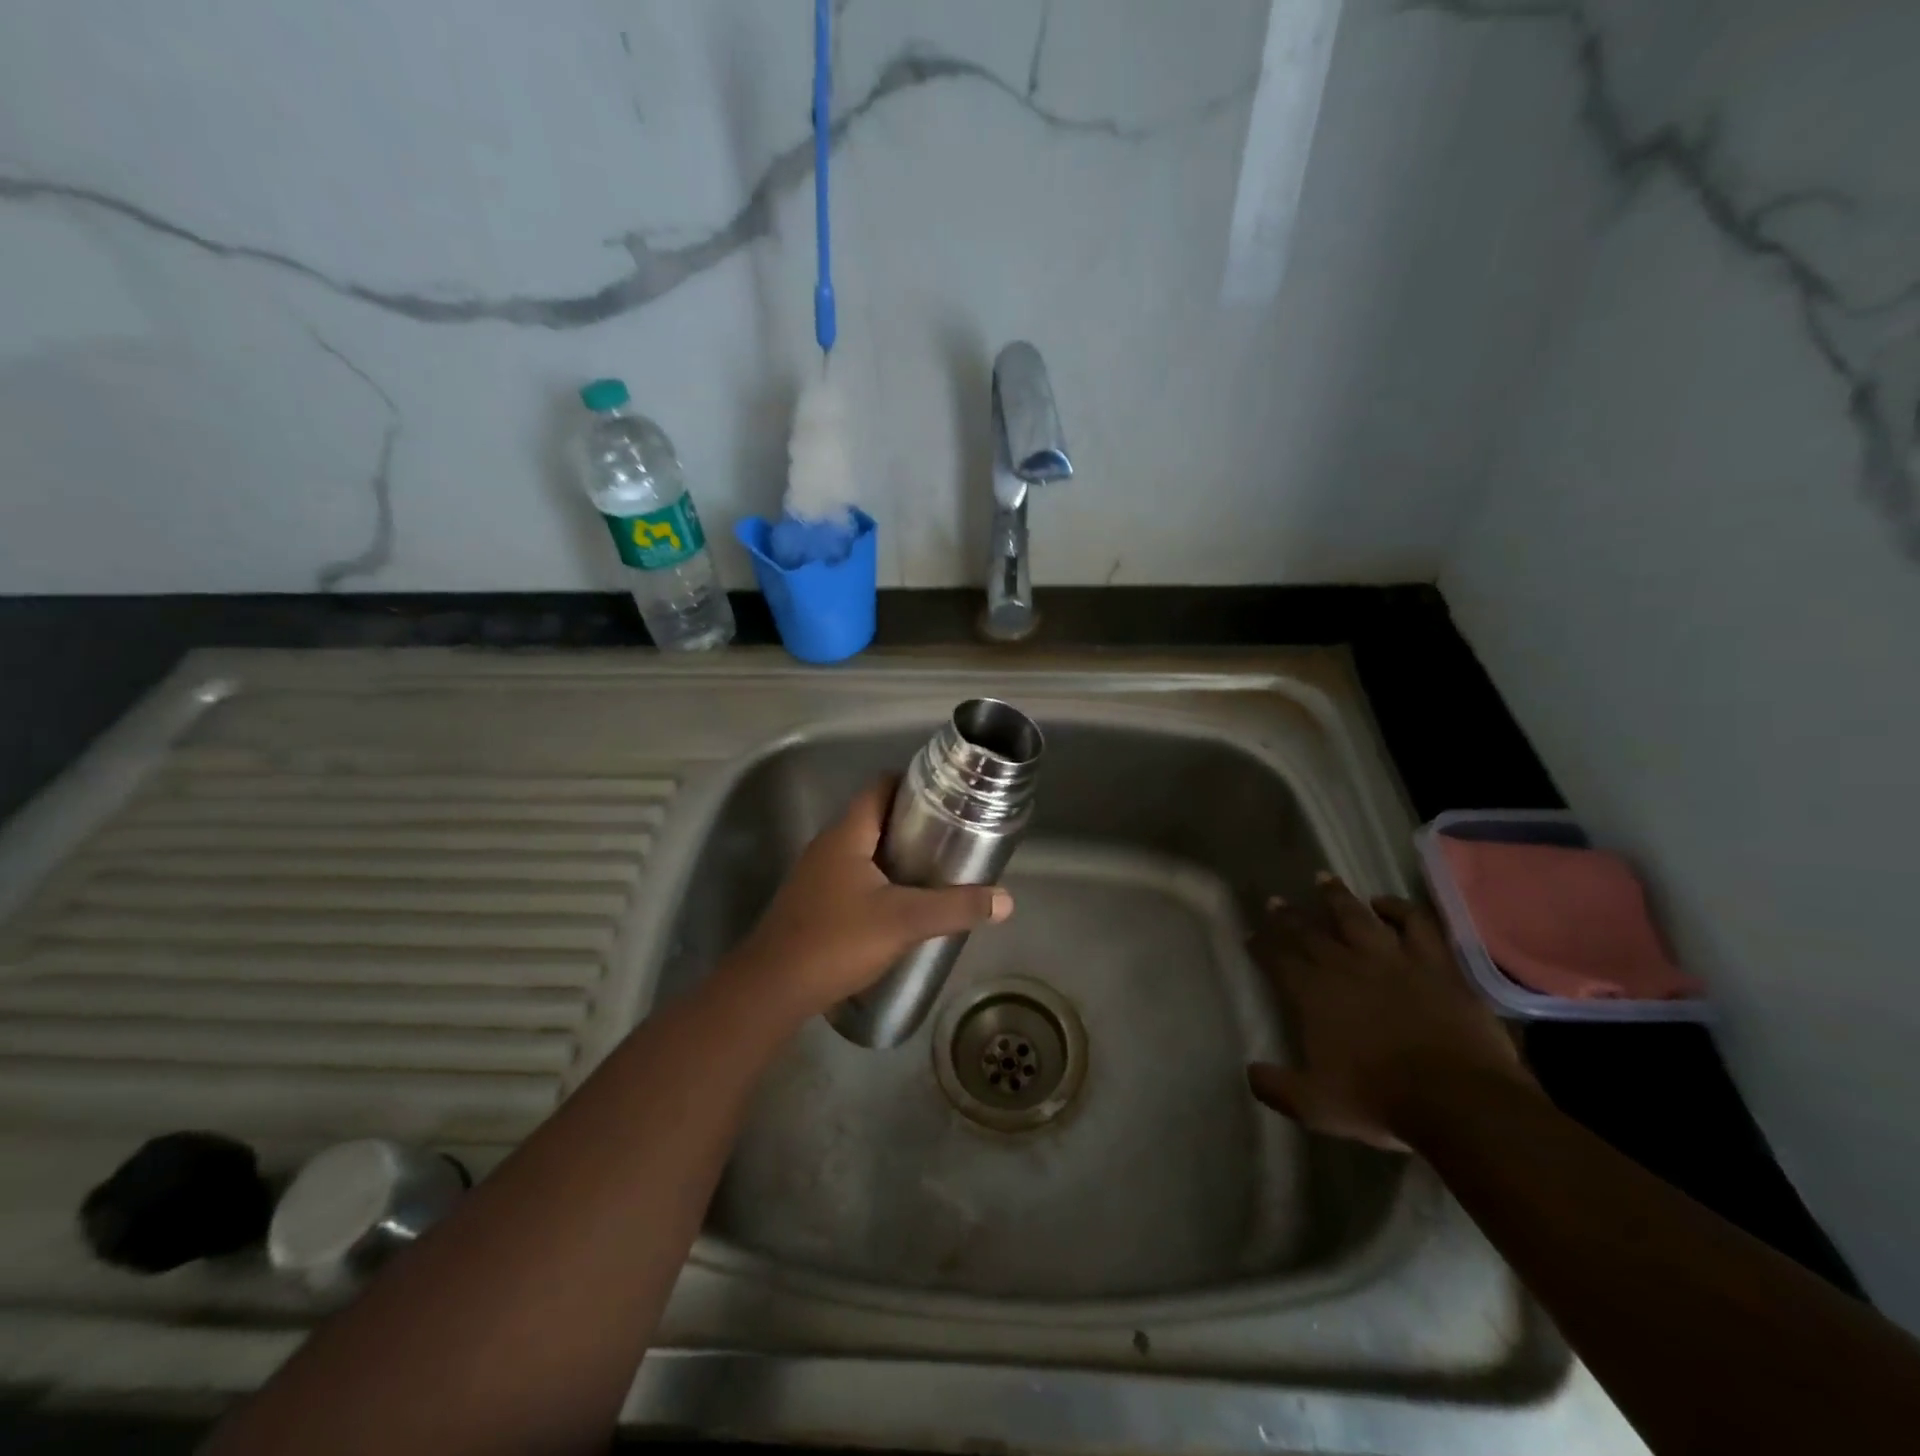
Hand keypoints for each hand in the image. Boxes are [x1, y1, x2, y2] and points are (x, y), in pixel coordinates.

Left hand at [729, 778, 1013, 1020]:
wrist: (771, 989)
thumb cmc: (836, 941)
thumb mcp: (904, 921)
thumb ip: (955, 908)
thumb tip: (1005, 901)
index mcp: (846, 835)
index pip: (879, 788)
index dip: (912, 785)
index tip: (947, 798)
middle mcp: (827, 846)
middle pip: (874, 818)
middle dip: (912, 824)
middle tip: (950, 838)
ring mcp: (816, 876)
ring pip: (863, 850)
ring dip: (895, 855)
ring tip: (934, 870)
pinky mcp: (812, 903)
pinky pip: (851, 876)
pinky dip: (878, 880)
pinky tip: (899, 906)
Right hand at [1247, 874, 1536, 1149]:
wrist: (1458, 1101)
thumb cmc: (1379, 1101)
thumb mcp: (1314, 1106)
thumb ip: (1277, 1087)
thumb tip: (1250, 1072)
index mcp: (1313, 993)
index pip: (1278, 959)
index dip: (1261, 945)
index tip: (1250, 934)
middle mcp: (1345, 965)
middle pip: (1310, 931)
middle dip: (1289, 916)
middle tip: (1276, 901)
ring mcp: (1392, 959)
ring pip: (1356, 915)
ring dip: (1336, 896)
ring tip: (1323, 879)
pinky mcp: (1434, 963)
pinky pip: (1416, 923)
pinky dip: (1399, 908)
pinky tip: (1387, 903)